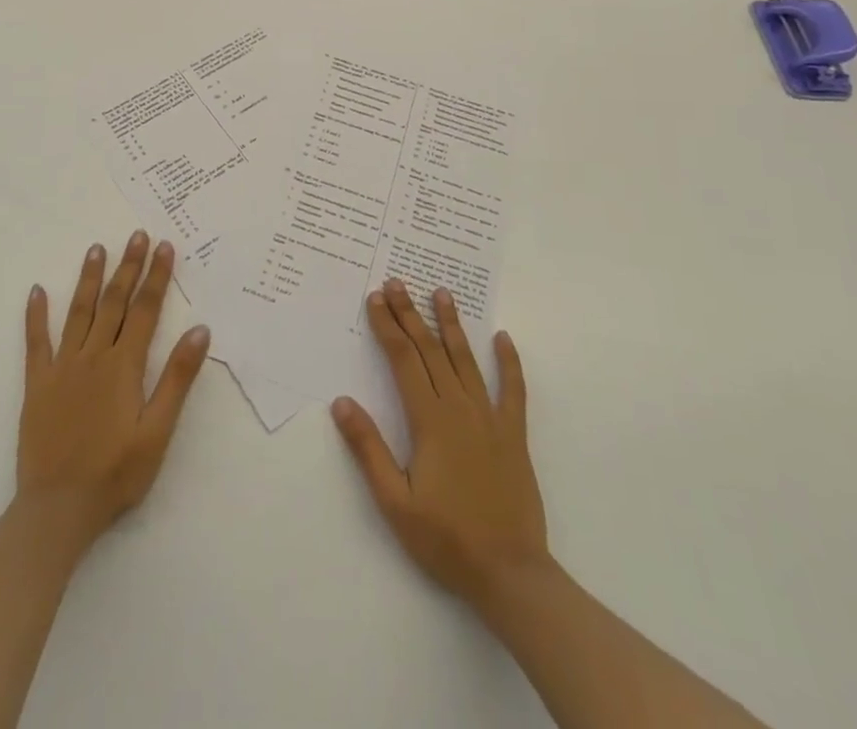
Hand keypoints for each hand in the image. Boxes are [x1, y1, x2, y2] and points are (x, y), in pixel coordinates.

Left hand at [17, 232, 210, 556]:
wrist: (57, 510)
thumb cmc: (115, 474)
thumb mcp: (157, 432)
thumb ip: (177, 379)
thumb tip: (200, 331)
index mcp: (124, 366)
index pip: (145, 310)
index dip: (156, 277)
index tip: (164, 246)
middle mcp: (93, 356)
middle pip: (114, 302)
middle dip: (128, 267)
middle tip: (136, 235)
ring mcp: (62, 367)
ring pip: (79, 312)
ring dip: (89, 278)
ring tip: (97, 248)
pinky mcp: (38, 384)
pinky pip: (36, 342)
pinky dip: (36, 315)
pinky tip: (37, 291)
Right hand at [332, 279, 547, 610]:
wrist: (511, 574)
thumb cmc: (446, 539)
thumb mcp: (395, 502)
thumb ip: (368, 449)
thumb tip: (342, 402)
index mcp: (429, 420)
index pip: (403, 360)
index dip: (387, 327)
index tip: (375, 299)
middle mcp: (460, 408)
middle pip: (430, 350)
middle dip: (410, 314)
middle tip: (397, 283)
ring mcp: (490, 418)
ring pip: (466, 360)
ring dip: (452, 324)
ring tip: (442, 293)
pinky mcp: (513, 434)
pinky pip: (513, 390)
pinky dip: (508, 362)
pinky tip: (503, 338)